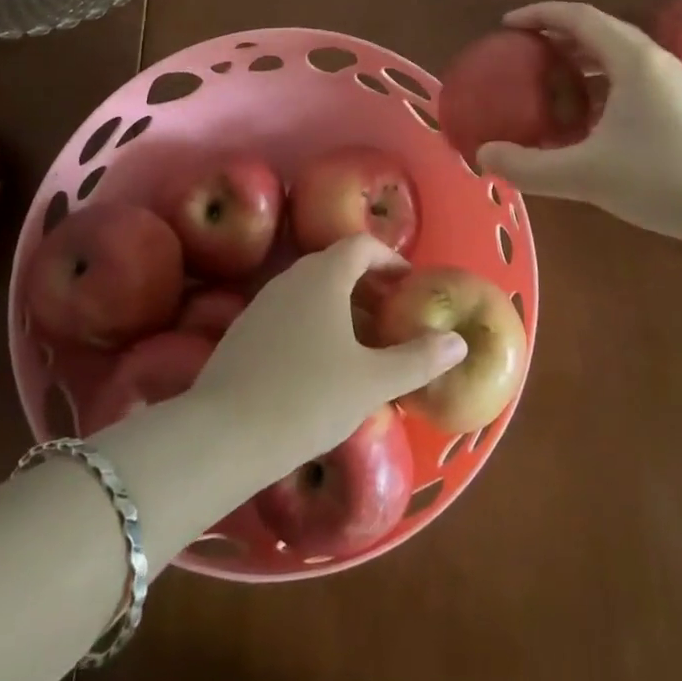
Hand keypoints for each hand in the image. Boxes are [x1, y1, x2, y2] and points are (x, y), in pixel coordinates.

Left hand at [190, 236, 466, 475]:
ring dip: (340, 307)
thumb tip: (458, 341)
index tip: (407, 284)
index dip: (388, 259)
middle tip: (391, 316)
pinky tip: (320, 367)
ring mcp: (262, 304)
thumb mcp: (372, 382)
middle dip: (366, 284)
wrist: (224, 435)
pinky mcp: (243, 332)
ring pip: (310, 291)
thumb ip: (418, 359)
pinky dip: (313, 324)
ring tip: (361, 345)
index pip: (360, 245)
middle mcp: (290, 278)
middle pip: (334, 265)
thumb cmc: (308, 398)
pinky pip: (289, 314)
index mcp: (323, 276)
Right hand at [476, 1, 681, 244]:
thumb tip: (482, 157)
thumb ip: (528, 166)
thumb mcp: (585, 175)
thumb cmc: (661, 179)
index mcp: (632, 60)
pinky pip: (633, 80)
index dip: (539, 14)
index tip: (507, 24)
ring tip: (552, 83)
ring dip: (582, 62)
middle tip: (525, 52)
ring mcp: (675, 84)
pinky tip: (590, 120)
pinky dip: (603, 85)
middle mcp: (655, 61)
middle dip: (558, 36)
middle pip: (599, 32)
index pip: (578, 17)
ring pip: (619, 57)